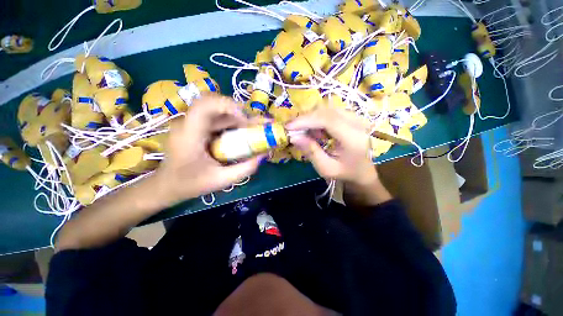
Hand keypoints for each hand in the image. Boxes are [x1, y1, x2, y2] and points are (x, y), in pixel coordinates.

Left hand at [156, 94, 262, 204]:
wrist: (166, 186)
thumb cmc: (190, 184)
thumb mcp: (222, 180)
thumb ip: (245, 169)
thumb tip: (264, 154)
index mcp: (189, 135)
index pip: (205, 105)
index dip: (228, 106)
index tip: (245, 120)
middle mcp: (186, 123)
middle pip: (212, 103)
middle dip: (236, 111)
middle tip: (251, 126)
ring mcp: (188, 123)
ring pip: (214, 109)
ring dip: (234, 116)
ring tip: (248, 129)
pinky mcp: (192, 125)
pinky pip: (213, 117)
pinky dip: (228, 121)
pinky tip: (236, 132)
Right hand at [286, 103, 390, 206]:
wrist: (364, 172)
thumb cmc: (346, 173)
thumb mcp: (326, 168)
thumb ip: (311, 152)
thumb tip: (294, 137)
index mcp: (354, 138)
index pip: (328, 120)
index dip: (306, 120)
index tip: (289, 126)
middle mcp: (358, 124)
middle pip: (327, 111)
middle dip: (306, 118)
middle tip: (292, 128)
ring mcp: (357, 118)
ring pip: (328, 109)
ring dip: (312, 118)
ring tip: (304, 132)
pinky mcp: (353, 117)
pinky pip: (331, 112)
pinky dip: (319, 119)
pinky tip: (315, 131)